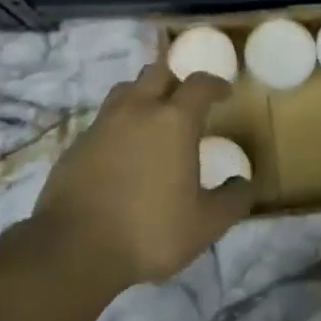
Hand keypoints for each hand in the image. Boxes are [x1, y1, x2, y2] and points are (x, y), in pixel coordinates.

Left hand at [32, 62, 254, 290]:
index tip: (224, 92)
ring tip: (152, 119)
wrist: (74, 248)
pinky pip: (104, 119)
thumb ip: (232, 201)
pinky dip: (119, 124)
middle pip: (158, 72)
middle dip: (176, 80)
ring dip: (144, 95)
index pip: (199, 84)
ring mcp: (103, 123)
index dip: (215, 84)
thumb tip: (245, 183)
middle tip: (186, 102)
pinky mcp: (77, 143)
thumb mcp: (205, 224)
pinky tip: (122, 151)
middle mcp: (138, 109)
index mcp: (174, 120)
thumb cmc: (149, 230)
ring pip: (126, 90)